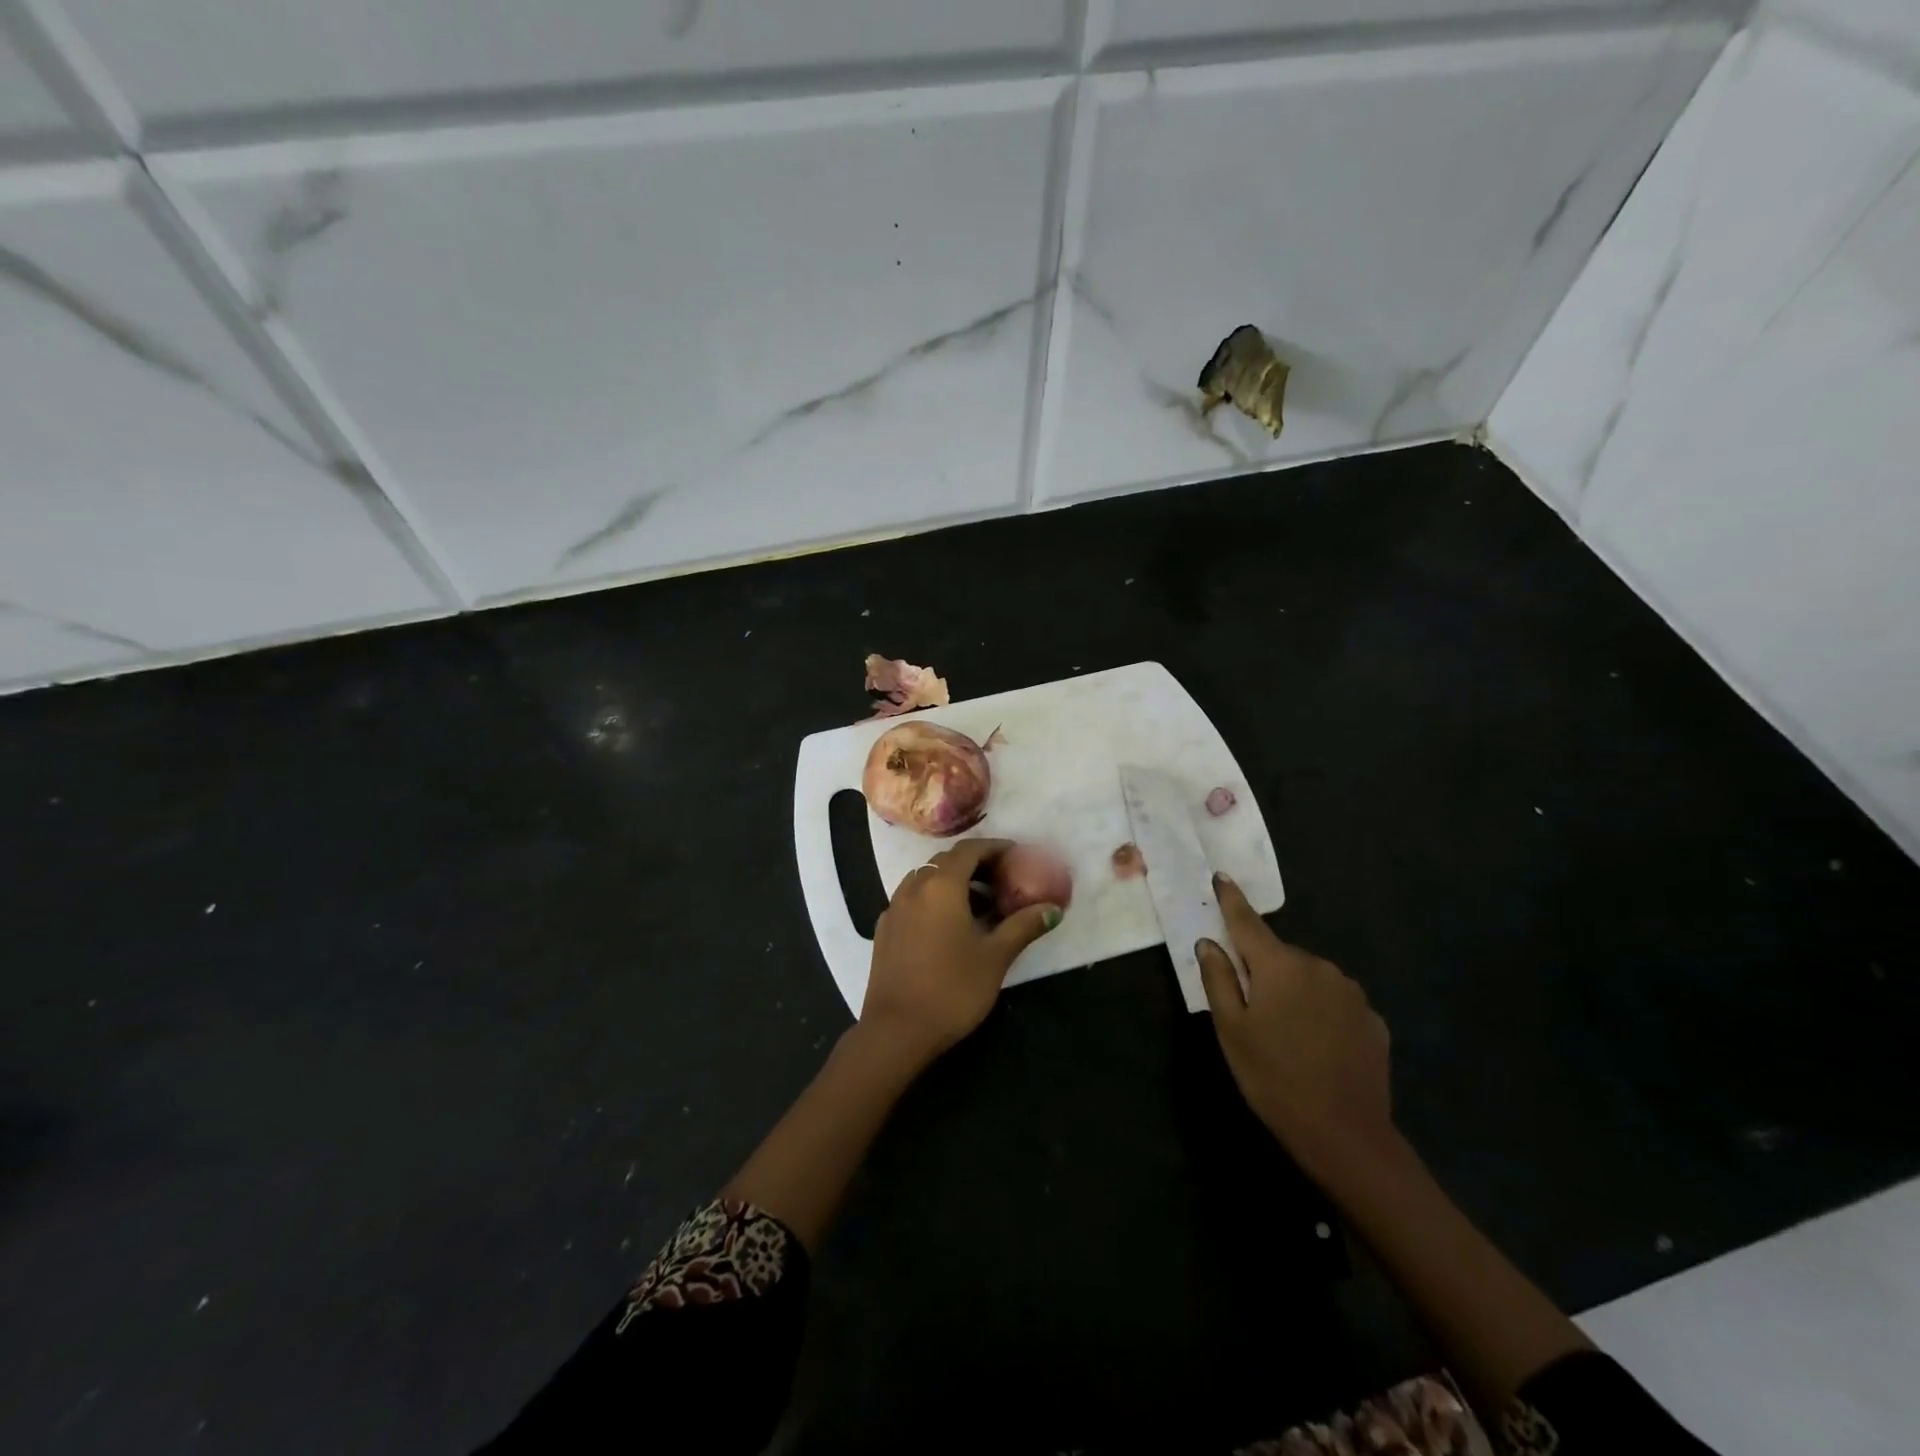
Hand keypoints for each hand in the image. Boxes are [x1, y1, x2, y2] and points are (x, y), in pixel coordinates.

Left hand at [861, 838, 1062, 1063]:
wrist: (896, 1031)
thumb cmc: (952, 989)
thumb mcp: (996, 957)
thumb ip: (1023, 926)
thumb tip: (1053, 909)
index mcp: (941, 886)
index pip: (970, 849)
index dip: (995, 848)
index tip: (1017, 856)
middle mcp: (914, 887)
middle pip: (946, 861)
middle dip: (976, 864)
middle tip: (1003, 880)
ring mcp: (894, 907)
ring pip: (927, 879)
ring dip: (954, 882)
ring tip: (981, 905)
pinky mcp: (884, 929)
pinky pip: (913, 899)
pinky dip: (934, 899)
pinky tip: (950, 926)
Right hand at [1196, 874, 1396, 1180]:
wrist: (1346, 1135)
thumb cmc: (1273, 1078)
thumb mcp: (1231, 1030)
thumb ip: (1218, 979)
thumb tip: (1209, 943)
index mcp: (1279, 965)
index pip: (1248, 922)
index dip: (1232, 900)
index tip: (1221, 877)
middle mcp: (1319, 967)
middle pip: (1279, 955)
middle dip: (1262, 968)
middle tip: (1249, 1005)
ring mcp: (1351, 993)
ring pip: (1308, 978)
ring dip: (1293, 990)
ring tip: (1285, 1032)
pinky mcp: (1373, 1020)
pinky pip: (1335, 1002)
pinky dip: (1320, 1011)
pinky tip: (1316, 1045)